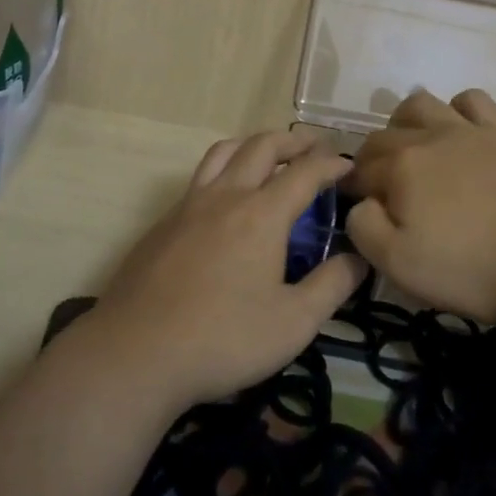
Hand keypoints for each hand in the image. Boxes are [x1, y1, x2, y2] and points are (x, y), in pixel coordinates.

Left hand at [85, 130, 367, 412]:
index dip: (332, 163)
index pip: (305, 171)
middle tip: (315, 149)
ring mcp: (189, 205)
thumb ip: (332, 286)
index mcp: (261, 214)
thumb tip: (359, 257)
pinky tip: (227, 201)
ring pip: (224, 152)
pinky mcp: (164, 222)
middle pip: (262, 146)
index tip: (349, 166)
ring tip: (270, 157)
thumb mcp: (294, 323)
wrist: (136, 353)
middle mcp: (225, 195)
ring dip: (254, 145)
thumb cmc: (223, 339)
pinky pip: (200, 177)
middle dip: (295, 142)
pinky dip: (225, 170)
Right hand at [345, 89, 495, 324]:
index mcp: (400, 167)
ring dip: (404, 123)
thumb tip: (360, 204)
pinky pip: (472, 100)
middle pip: (383, 137)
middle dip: (371, 160)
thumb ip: (364, 228)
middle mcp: (428, 137)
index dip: (353, 190)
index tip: (358, 210)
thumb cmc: (470, 268)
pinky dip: (457, 109)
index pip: (360, 171)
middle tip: (381, 192)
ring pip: (420, 105)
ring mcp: (468, 131)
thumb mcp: (399, 264)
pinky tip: (458, 132)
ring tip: (412, 152)